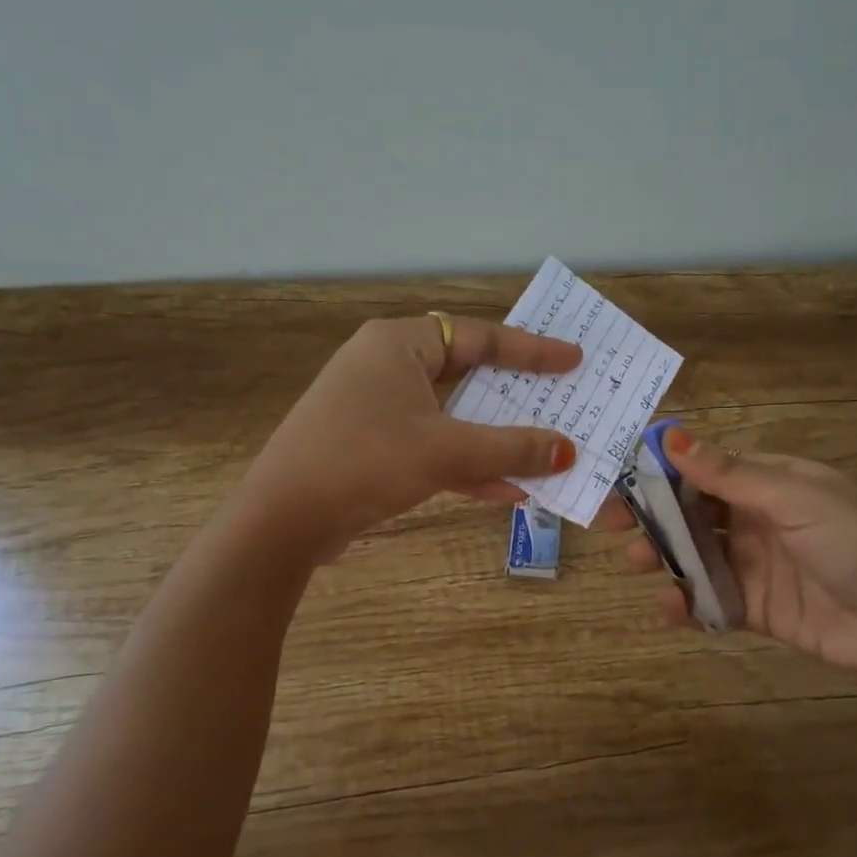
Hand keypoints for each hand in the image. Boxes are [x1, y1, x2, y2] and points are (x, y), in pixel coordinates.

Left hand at [240, 315, 580, 558]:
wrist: (283, 519)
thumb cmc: (365, 461)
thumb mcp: (446, 451)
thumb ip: (511, 448)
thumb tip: (567, 452)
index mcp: (399, 344)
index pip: (479, 336)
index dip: (531, 351)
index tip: (573, 360)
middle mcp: (387, 366)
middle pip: (467, 376)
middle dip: (515, 399)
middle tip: (562, 401)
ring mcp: (377, 408)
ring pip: (452, 417)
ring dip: (495, 440)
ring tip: (545, 453)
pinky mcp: (373, 447)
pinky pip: (433, 447)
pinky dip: (466, 466)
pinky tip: (506, 491)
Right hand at [623, 429, 856, 686]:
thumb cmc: (856, 544)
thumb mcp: (796, 499)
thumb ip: (731, 474)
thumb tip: (672, 436)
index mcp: (769, 483)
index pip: (704, 468)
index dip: (662, 469)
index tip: (618, 473)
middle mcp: (756, 519)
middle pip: (690, 512)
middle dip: (650, 515)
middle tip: (609, 523)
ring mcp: (753, 565)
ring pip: (693, 555)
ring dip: (661, 556)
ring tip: (636, 563)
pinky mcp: (754, 608)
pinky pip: (709, 600)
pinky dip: (685, 603)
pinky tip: (669, 604)